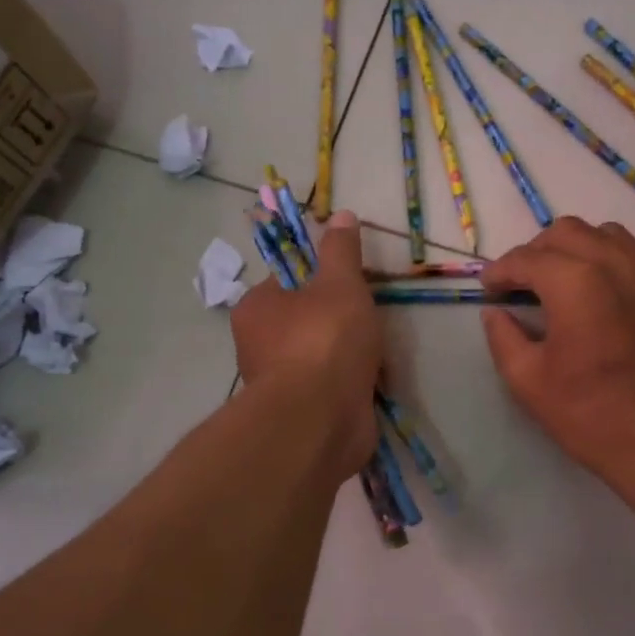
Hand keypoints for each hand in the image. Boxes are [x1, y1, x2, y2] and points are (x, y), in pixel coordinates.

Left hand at [231, 211, 381, 479]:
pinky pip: (331, 388)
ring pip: (322, 356)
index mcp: (257, 307)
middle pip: (308, 319)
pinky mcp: (301, 414)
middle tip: (369, 320)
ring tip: (378, 354)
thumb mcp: (339, 283)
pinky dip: (352, 385)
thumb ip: (342, 251)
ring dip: (351, 355)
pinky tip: (373, 384)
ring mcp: (279, 383)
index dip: (323, 277)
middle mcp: (258, 345)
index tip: (352, 283)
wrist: (320, 420)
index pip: (289, 280)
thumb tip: (341, 214)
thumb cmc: (324, 341)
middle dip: (342, 321)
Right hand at [480, 218, 634, 486]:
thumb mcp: (528, 381)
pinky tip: (622, 290)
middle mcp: (617, 263)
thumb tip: (495, 312)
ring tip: (571, 281)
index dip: (500, 271)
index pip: (526, 258)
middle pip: (567, 232)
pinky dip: (629, 264)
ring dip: (582, 250)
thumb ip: (503, 337)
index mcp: (574, 281)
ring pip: (610, 236)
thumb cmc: (591, 415)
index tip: (490, 288)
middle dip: (538, 252)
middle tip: (525, 284)